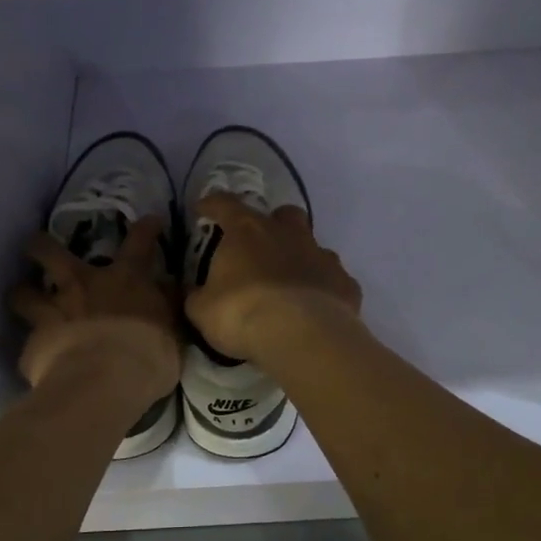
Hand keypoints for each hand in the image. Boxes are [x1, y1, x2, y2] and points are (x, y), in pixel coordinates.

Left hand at [10, 216, 179, 399]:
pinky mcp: (33, 343)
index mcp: (125, 279)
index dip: (145, 229)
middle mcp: (82, 285)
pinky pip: (28, 343)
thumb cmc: (149, 354)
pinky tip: (36, 356)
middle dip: (41, 245)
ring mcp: (52, 312)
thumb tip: (168, 287)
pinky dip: (33, 347)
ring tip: (23, 297)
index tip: (149, 222)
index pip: (139, 242)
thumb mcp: (173, 328)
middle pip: (50, 252)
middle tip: (38, 245)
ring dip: (23, 293)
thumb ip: (165, 305)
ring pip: (24, 292)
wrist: (104, 382)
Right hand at [183, 194, 362, 364]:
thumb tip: (194, 293)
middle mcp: (288, 234)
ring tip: (290, 285)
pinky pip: (333, 280)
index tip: (203, 209)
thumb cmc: (242, 314)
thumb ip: (197, 296)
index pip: (224, 204)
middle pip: (284, 214)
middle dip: (273, 224)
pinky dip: (323, 289)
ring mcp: (322, 256)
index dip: (212, 204)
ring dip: (301, 258)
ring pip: (313, 246)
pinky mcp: (345, 283)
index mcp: (247, 231)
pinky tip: (316, 308)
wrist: (302, 335)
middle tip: (261, 246)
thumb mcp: (202, 310)